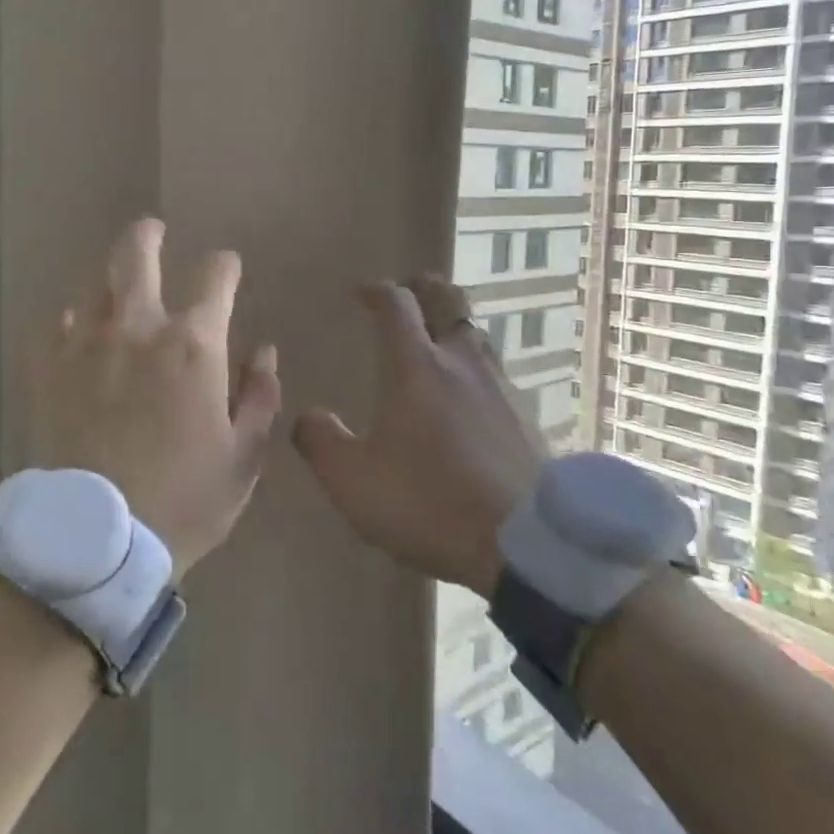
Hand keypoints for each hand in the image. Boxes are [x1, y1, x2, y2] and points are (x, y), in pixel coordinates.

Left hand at [28, 218, 281, 578]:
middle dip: (147, 236)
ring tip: (114, 282)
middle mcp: (137, 329)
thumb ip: (259, 397)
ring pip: (92, 285)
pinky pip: (51, 326)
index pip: (215, 277)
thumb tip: (264, 351)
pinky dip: (66, 321)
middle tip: (152, 230)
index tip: (226, 267)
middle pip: (136, 257)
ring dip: (108, 276)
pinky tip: (72, 329)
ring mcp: (84, 346)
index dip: (224, 266)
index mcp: (193, 346)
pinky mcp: (44, 371)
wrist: (96, 541)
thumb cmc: (183, 501)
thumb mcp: (243, 457)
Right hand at [293, 273, 542, 596]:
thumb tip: (306, 416)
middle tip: (411, 288)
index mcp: (416, 366)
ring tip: (440, 338)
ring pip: (478, 335)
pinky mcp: (527, 418)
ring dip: (455, 325)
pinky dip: (477, 368)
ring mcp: (501, 387)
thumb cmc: (428, 501)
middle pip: (449, 301)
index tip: (361, 293)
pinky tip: (473, 396)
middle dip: (426, 287)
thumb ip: (321, 442)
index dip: (377, 291)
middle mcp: (462, 363)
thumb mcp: (353, 480)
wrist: (526, 545)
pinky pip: (498, 374)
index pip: (396, 305)